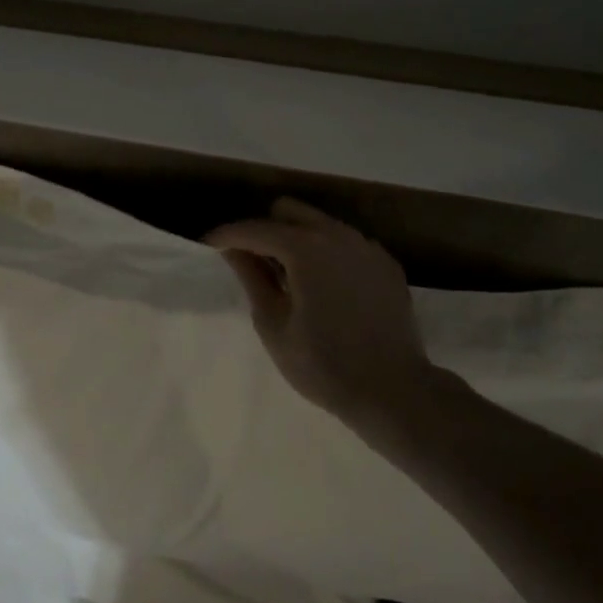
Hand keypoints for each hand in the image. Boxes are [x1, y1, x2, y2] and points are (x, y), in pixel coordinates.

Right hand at [206, 198, 433, 420]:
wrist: (394, 391)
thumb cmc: (324, 365)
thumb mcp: (274, 326)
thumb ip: (252, 279)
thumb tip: (234, 251)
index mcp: (305, 248)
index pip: (255, 228)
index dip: (226, 235)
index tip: (207, 245)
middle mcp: (337, 234)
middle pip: (289, 210)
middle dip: (264, 228)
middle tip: (252, 262)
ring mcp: (366, 246)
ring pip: (320, 223)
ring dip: (297, 238)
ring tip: (290, 276)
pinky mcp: (385, 262)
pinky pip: (346, 243)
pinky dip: (328, 253)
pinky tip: (326, 288)